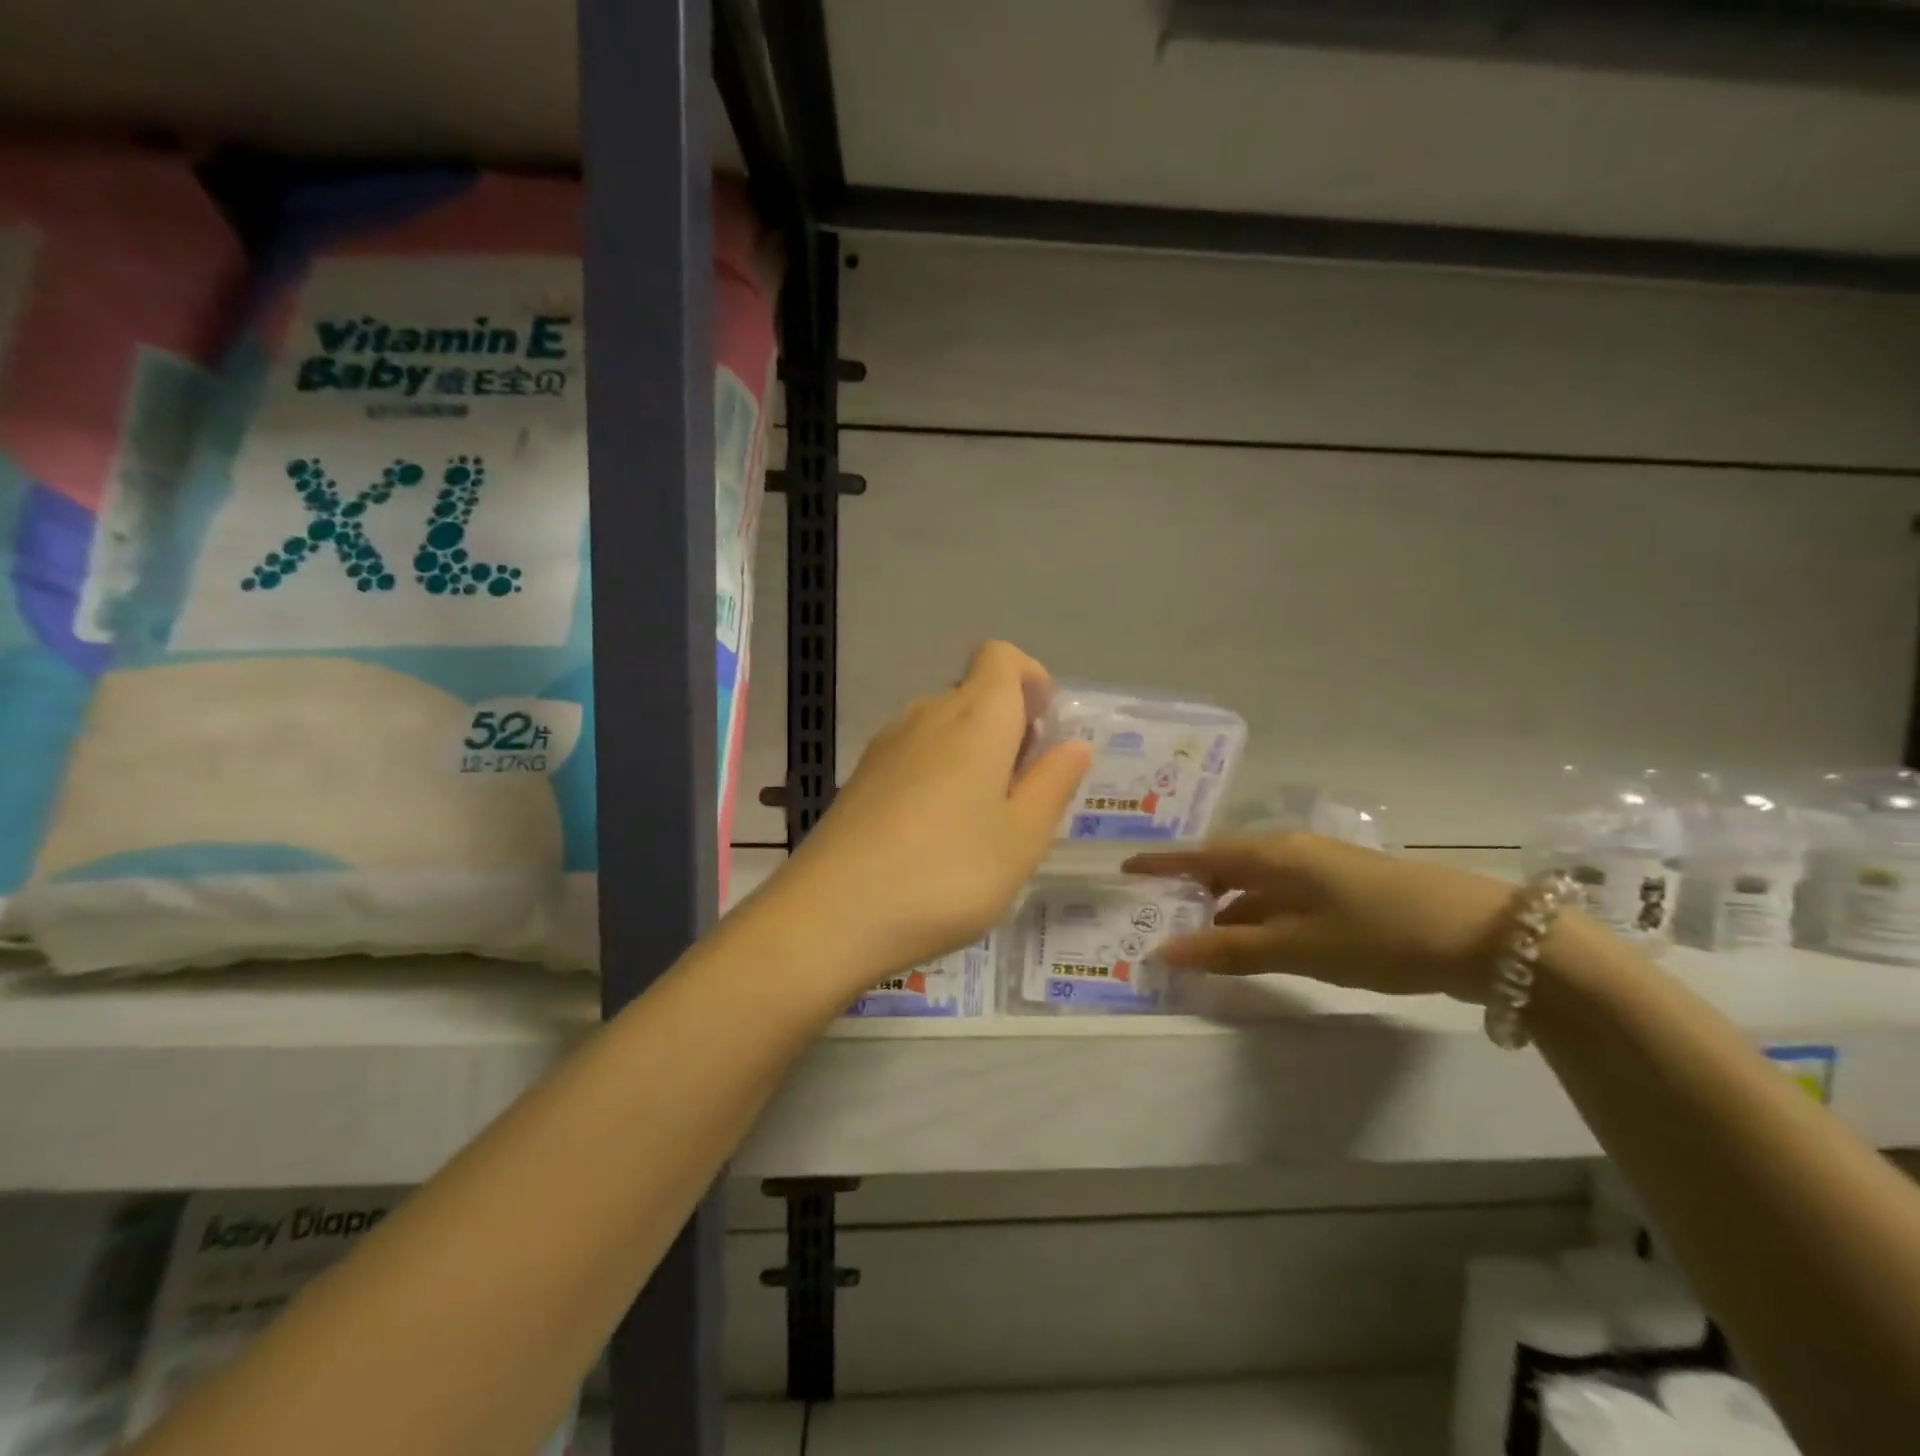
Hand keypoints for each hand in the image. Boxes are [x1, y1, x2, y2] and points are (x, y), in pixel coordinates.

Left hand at [771, 641, 1091, 992]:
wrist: (832, 914)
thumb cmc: (947, 873)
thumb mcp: (1022, 838)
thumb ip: (1052, 784)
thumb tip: (1072, 745)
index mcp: (975, 717)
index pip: (1001, 656)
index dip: (1029, 679)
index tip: (1042, 731)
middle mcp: (927, 715)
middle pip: (973, 694)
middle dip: (1007, 729)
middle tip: (1021, 795)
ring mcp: (886, 745)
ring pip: (942, 729)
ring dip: (971, 757)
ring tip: (980, 824)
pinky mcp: (860, 778)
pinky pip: (912, 757)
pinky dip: (936, 777)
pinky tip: (933, 838)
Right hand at [1123, 834, 1515, 1000]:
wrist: (1482, 935)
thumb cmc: (1377, 934)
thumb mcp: (1297, 947)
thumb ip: (1229, 950)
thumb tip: (1166, 951)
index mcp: (1273, 854)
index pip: (1200, 855)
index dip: (1162, 864)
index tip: (1125, 870)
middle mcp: (1290, 852)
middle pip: (1225, 867)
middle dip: (1190, 892)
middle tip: (1156, 918)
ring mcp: (1320, 869)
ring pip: (1255, 885)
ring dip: (1224, 910)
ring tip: (1196, 939)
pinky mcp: (1343, 889)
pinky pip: (1281, 898)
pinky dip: (1257, 918)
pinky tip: (1252, 944)